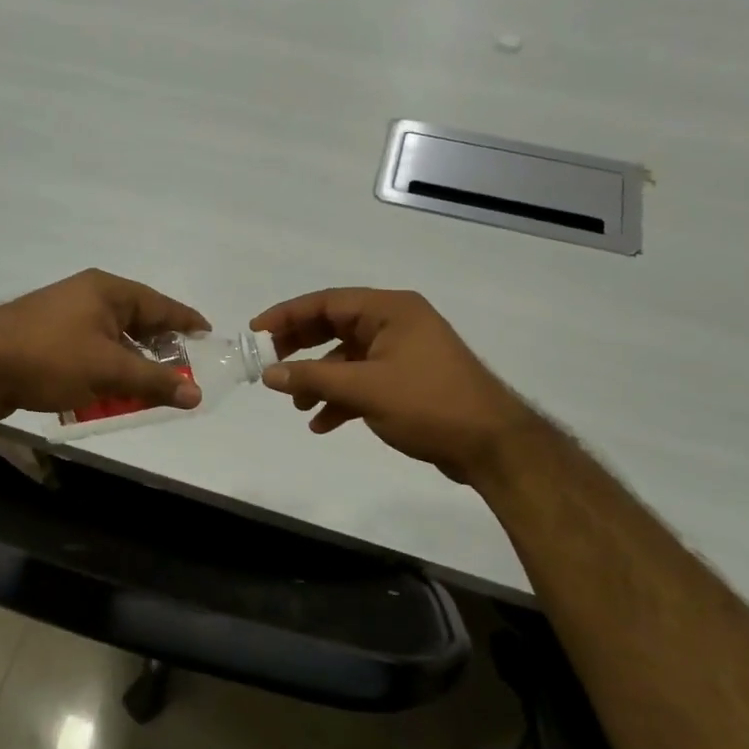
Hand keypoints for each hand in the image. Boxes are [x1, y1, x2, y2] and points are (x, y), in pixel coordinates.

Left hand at [0, 270, 210, 424]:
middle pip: (136, 323)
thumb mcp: (108, 370)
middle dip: (159, 351)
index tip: (209, 336)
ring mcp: (63, 318)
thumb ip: (154, 382)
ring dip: (129, 367)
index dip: (187, 321)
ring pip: (111, 342)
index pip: (160, 304)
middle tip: (182, 374)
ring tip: (148, 392)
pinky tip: (107, 397)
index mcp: (106, 290)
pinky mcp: (45, 340)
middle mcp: (87, 297)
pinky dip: (103, 374)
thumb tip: (196, 394)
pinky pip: (88, 355)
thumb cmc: (48, 357)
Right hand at [251, 289, 528, 482]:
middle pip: (335, 327)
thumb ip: (312, 378)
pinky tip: (322, 423)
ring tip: (298, 405)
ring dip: (320, 380)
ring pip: (347, 358)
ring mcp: (403, 352)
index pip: (327, 302)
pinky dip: (341, 398)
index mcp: (390, 310)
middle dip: (301, 349)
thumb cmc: (428, 404)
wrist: (492, 446)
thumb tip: (269, 374)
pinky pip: (363, 380)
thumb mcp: (364, 389)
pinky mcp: (407, 380)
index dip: (287, 315)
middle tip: (270, 366)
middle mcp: (396, 323)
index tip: (256, 332)